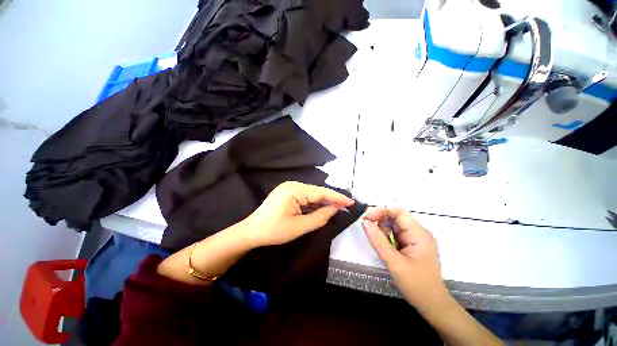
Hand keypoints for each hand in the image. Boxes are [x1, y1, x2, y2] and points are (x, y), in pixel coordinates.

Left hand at [242, 181, 354, 246]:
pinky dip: (314, 203)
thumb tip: (335, 209)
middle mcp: (292, 185)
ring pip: (311, 194)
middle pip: (316, 192)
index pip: (320, 192)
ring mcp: (289, 188)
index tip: (351, 201)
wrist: (251, 232)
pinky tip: (322, 208)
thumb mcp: (299, 227)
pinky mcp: (287, 193)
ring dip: (323, 202)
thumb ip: (320, 217)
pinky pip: (305, 197)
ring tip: (338, 208)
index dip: (337, 197)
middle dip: (331, 200)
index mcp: (294, 190)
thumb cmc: (274, 231)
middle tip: (346, 207)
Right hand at [361, 207, 447, 309]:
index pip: (398, 211)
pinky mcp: (411, 243)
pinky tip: (386, 247)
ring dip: (382, 230)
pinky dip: (386, 236)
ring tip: (381, 245)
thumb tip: (364, 222)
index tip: (366, 219)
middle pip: (395, 216)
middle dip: (379, 220)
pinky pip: (395, 233)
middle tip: (368, 230)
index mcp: (419, 233)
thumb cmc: (416, 285)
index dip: (381, 210)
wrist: (432, 304)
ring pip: (393, 224)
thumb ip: (378, 241)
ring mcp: (415, 237)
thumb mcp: (394, 263)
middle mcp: (418, 231)